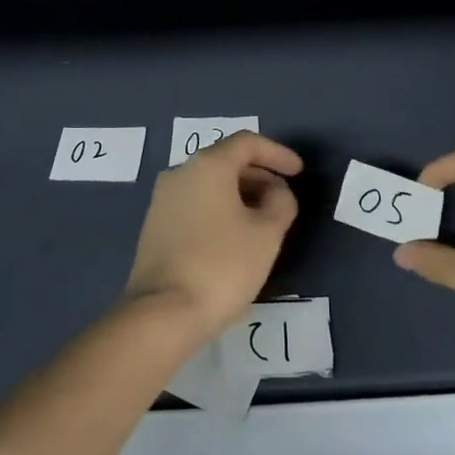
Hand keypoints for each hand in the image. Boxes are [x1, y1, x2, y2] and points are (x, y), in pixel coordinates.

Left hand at [122, 131, 303, 341]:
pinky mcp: (155, 226)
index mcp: (207, 165)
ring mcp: (162, 200)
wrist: (163, 312)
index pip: (247, 142)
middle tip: (283, 200)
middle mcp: (180, 173)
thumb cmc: (222, 265)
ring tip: (264, 221)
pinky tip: (235, 238)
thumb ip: (281, 202)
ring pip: (210, 184)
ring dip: (240, 195)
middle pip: (226, 161)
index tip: (298, 171)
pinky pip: (195, 204)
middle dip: (259, 176)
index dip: (277, 153)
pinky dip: (220, 210)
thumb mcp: (267, 233)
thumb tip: (276, 192)